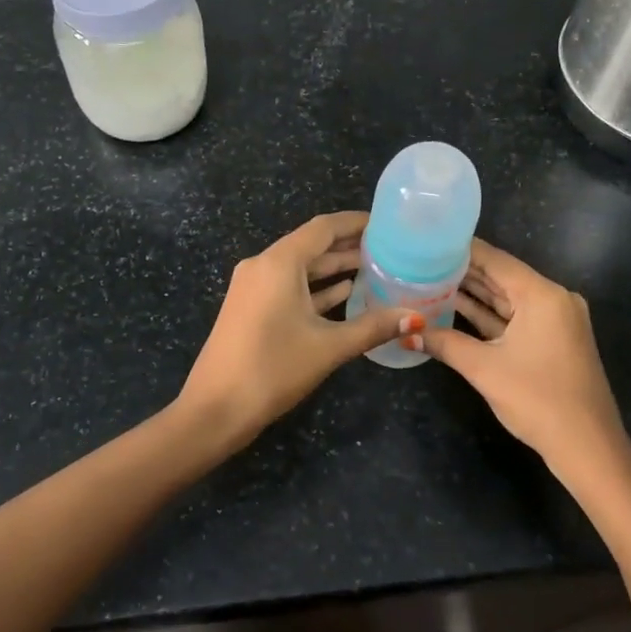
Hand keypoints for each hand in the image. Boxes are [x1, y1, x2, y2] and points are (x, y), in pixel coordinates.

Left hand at [180, 211, 416, 446]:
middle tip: (390, 247)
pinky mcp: (251, 308)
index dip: (356, 222)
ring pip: (301, 268)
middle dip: (348, 245)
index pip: (323, 227)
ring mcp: (254, 287)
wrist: (214, 409)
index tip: (387, 223)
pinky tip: (346, 293)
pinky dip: (316, 288)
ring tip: (376, 267)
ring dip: (334, 268)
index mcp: (279, 263)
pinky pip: (289, 287)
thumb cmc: (272, 369)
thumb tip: (416, 317)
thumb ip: (373, 327)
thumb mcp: (328, 347)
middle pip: (312, 245)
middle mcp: (263, 265)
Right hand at [423, 240, 630, 491]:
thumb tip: (408, 333)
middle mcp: (553, 299)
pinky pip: (516, 318)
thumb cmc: (537, 400)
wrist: (587, 446)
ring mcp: (556, 320)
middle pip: (502, 277)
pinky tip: (456, 308)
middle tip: (422, 260)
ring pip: (508, 299)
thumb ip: (445, 344)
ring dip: (474, 293)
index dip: (461, 250)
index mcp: (542, 295)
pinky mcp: (553, 340)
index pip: (495, 260)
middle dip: (463, 271)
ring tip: (431, 280)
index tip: (428, 241)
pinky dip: (489, 315)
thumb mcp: (484, 369)